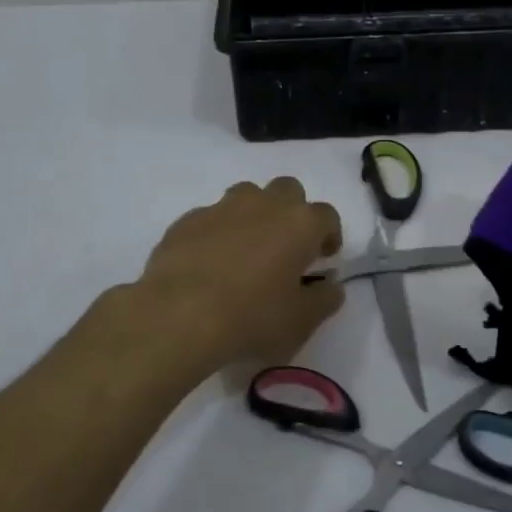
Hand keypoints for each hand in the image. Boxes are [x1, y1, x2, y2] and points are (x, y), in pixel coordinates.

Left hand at [134, 177, 344, 371]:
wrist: (179, 315)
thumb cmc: (252, 317)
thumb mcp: (301, 322)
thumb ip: (324, 301)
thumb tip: (332, 287)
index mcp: (300, 224)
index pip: (327, 216)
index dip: (329, 235)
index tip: (323, 257)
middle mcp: (264, 204)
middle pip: (288, 190)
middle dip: (292, 211)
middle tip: (286, 246)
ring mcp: (222, 208)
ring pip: (247, 195)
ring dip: (253, 214)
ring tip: (246, 250)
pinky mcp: (187, 220)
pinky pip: (211, 217)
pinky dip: (217, 232)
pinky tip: (209, 263)